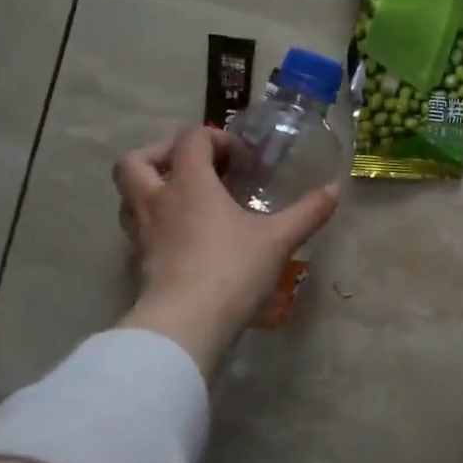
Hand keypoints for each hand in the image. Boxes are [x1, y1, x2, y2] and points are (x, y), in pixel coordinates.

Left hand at [112, 126, 339, 376]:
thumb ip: (308, 212)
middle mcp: (158, 200)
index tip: (242, 160)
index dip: (216, 139)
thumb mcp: (279, 239)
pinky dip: (153, 222)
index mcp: (190, 183)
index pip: (191, 138)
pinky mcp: (138, 261)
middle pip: (135, 160)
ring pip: (128, 195)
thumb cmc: (232, 270)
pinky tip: (180, 237)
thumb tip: (335, 189)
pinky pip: (136, 229)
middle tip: (192, 169)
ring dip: (150, 187)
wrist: (186, 323)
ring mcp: (141, 232)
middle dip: (160, 154)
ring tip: (183, 200)